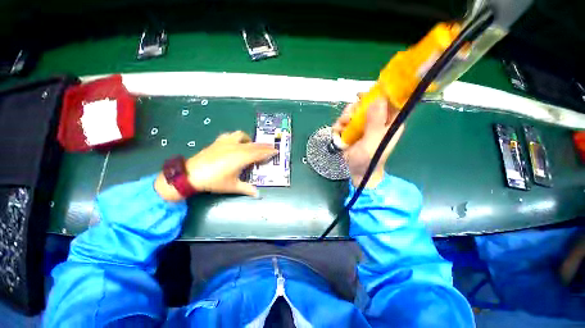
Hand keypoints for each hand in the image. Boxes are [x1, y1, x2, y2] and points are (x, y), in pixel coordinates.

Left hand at [155, 131, 276, 201]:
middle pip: (254, 144)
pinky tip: (236, 142)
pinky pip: (231, 135)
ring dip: (250, 140)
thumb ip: (247, 189)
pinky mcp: (218, 142)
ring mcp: (227, 143)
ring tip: (252, 145)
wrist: (191, 174)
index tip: (276, 151)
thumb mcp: (232, 186)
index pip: (259, 153)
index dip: (268, 152)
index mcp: (242, 158)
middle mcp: (236, 148)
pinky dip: (237, 137)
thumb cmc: (214, 181)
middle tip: (271, 147)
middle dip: (264, 146)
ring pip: (243, 136)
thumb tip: (258, 194)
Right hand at [332, 98, 403, 188]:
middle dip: (355, 108)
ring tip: (342, 125)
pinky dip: (339, 125)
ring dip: (345, 117)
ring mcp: (362, 126)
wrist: (358, 172)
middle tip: (350, 114)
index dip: (378, 94)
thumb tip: (377, 99)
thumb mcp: (374, 142)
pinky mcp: (351, 131)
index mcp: (389, 122)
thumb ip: (376, 122)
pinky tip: (338, 131)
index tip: (364, 94)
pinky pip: (344, 122)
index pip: (388, 101)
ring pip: (353, 112)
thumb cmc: (370, 159)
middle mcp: (376, 121)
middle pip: (366, 104)